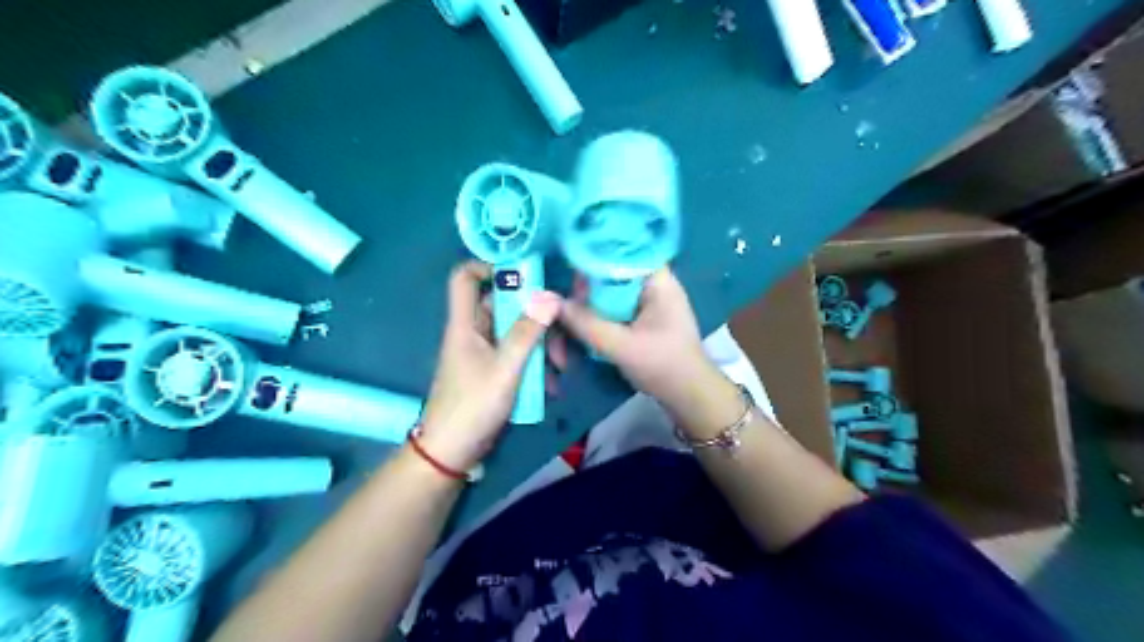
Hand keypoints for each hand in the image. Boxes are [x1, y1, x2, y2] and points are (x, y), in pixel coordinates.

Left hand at [420, 262, 562, 471]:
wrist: (452, 453)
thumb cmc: (472, 406)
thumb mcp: (505, 369)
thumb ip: (528, 333)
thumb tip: (550, 296)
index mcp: (465, 324)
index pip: (465, 277)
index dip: (489, 266)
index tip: (525, 274)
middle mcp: (474, 332)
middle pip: (504, 305)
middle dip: (535, 317)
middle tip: (561, 334)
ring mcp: (484, 353)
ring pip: (516, 332)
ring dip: (541, 345)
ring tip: (561, 368)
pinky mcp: (493, 371)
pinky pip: (518, 355)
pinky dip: (535, 365)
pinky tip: (551, 386)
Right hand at [556, 267, 737, 431]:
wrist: (690, 397)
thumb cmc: (664, 366)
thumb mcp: (622, 346)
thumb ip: (586, 323)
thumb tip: (550, 302)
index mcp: (658, 280)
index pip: (623, 250)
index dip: (594, 254)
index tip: (569, 267)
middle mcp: (653, 284)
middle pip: (611, 274)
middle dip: (585, 289)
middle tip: (563, 305)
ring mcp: (648, 303)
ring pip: (609, 294)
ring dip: (589, 307)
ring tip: (567, 319)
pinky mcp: (642, 319)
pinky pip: (613, 310)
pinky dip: (597, 318)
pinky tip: (580, 328)